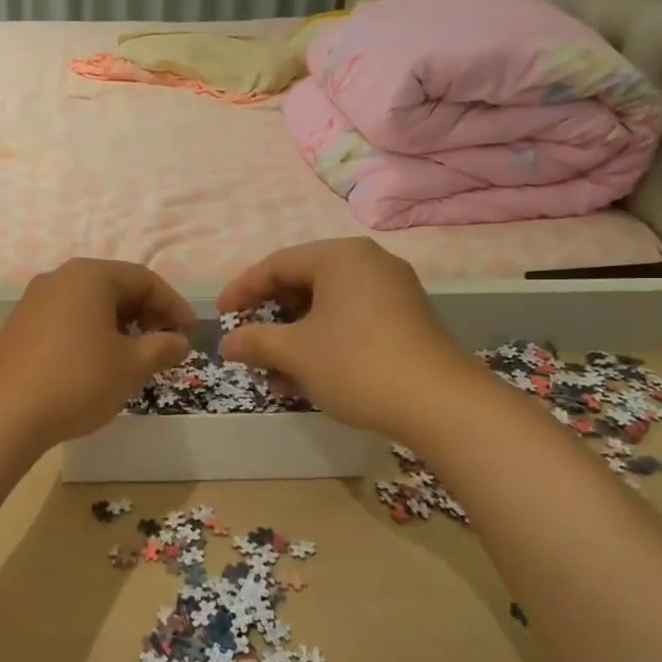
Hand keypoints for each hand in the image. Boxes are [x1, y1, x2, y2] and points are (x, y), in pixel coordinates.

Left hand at [0, 258, 195, 446]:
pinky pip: (69, 319)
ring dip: (121, 326)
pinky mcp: (21, 325)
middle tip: (166, 345)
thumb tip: (181, 341)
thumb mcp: (131, 366)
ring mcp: (36, 301)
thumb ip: (163, 348)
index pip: (144, 279)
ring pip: (92, 305)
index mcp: (90, 276)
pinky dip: (93, 334)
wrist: (2, 413)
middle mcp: (60, 278)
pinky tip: (99, 364)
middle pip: (116, 287)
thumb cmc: (77, 380)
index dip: (173, 305)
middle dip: (147, 315)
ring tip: (136, 358)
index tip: (191, 334)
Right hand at [217, 239, 480, 436]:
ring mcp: (392, 291)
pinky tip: (305, 378)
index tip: (220, 316)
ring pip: (326, 307)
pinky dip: (323, 343)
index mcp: (340, 256)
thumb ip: (255, 341)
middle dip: (270, 317)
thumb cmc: (357, 364)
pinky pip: (350, 321)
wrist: (441, 404)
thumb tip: (227, 343)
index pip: (277, 264)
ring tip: (272, 372)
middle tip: (247, 342)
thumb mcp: (296, 352)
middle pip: (303, 283)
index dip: (243, 290)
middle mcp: (368, 263)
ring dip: (294, 337)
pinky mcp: (405, 320)